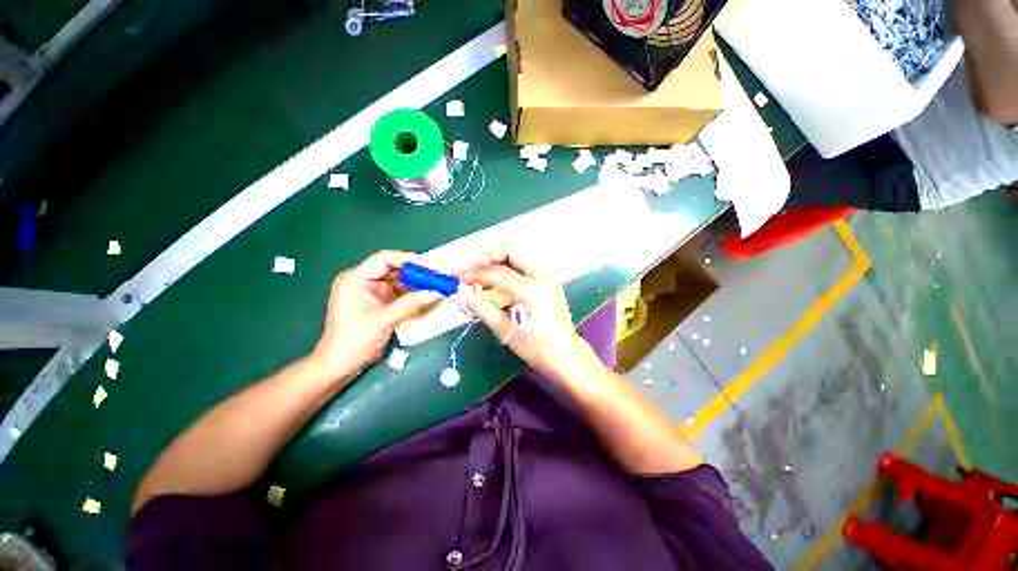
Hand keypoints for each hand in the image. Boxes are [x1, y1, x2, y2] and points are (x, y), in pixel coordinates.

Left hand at [311, 250, 435, 383]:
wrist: (340, 366)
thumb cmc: (354, 341)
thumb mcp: (384, 320)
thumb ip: (410, 304)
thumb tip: (435, 293)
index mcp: (355, 279)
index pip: (384, 259)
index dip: (408, 260)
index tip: (430, 267)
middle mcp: (364, 281)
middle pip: (394, 269)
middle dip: (417, 273)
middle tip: (438, 276)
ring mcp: (372, 292)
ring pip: (400, 281)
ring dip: (418, 284)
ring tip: (437, 285)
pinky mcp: (380, 302)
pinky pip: (400, 293)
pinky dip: (414, 295)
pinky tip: (427, 295)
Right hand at [461, 246, 598, 380]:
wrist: (564, 354)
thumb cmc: (537, 348)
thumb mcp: (506, 330)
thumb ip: (482, 308)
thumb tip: (461, 295)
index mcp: (532, 290)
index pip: (497, 272)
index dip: (475, 273)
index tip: (459, 279)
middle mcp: (542, 276)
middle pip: (511, 250)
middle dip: (488, 257)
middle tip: (473, 271)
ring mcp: (548, 276)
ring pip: (519, 254)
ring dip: (498, 261)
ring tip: (484, 278)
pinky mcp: (548, 280)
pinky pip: (525, 264)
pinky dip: (509, 267)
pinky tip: (499, 283)